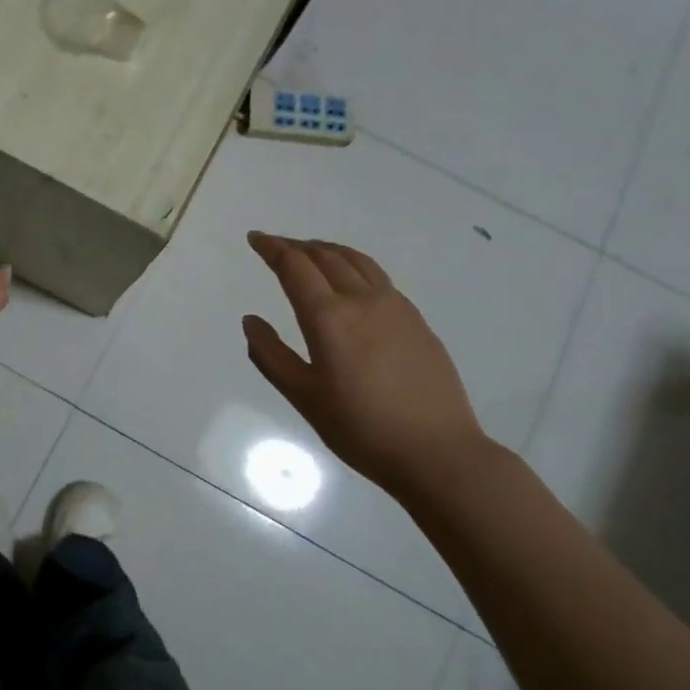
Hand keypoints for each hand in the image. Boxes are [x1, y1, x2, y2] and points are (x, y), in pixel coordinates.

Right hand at [243, 233, 491, 495]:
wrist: (438, 452)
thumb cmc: (361, 428)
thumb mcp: (304, 396)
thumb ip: (271, 355)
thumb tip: (250, 321)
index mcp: (329, 317)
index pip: (295, 266)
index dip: (272, 248)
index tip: (256, 238)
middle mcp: (362, 300)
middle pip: (326, 256)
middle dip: (297, 246)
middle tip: (277, 247)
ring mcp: (396, 307)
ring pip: (357, 261)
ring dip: (328, 250)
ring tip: (312, 253)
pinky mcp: (417, 321)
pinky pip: (379, 278)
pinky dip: (354, 266)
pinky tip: (352, 283)